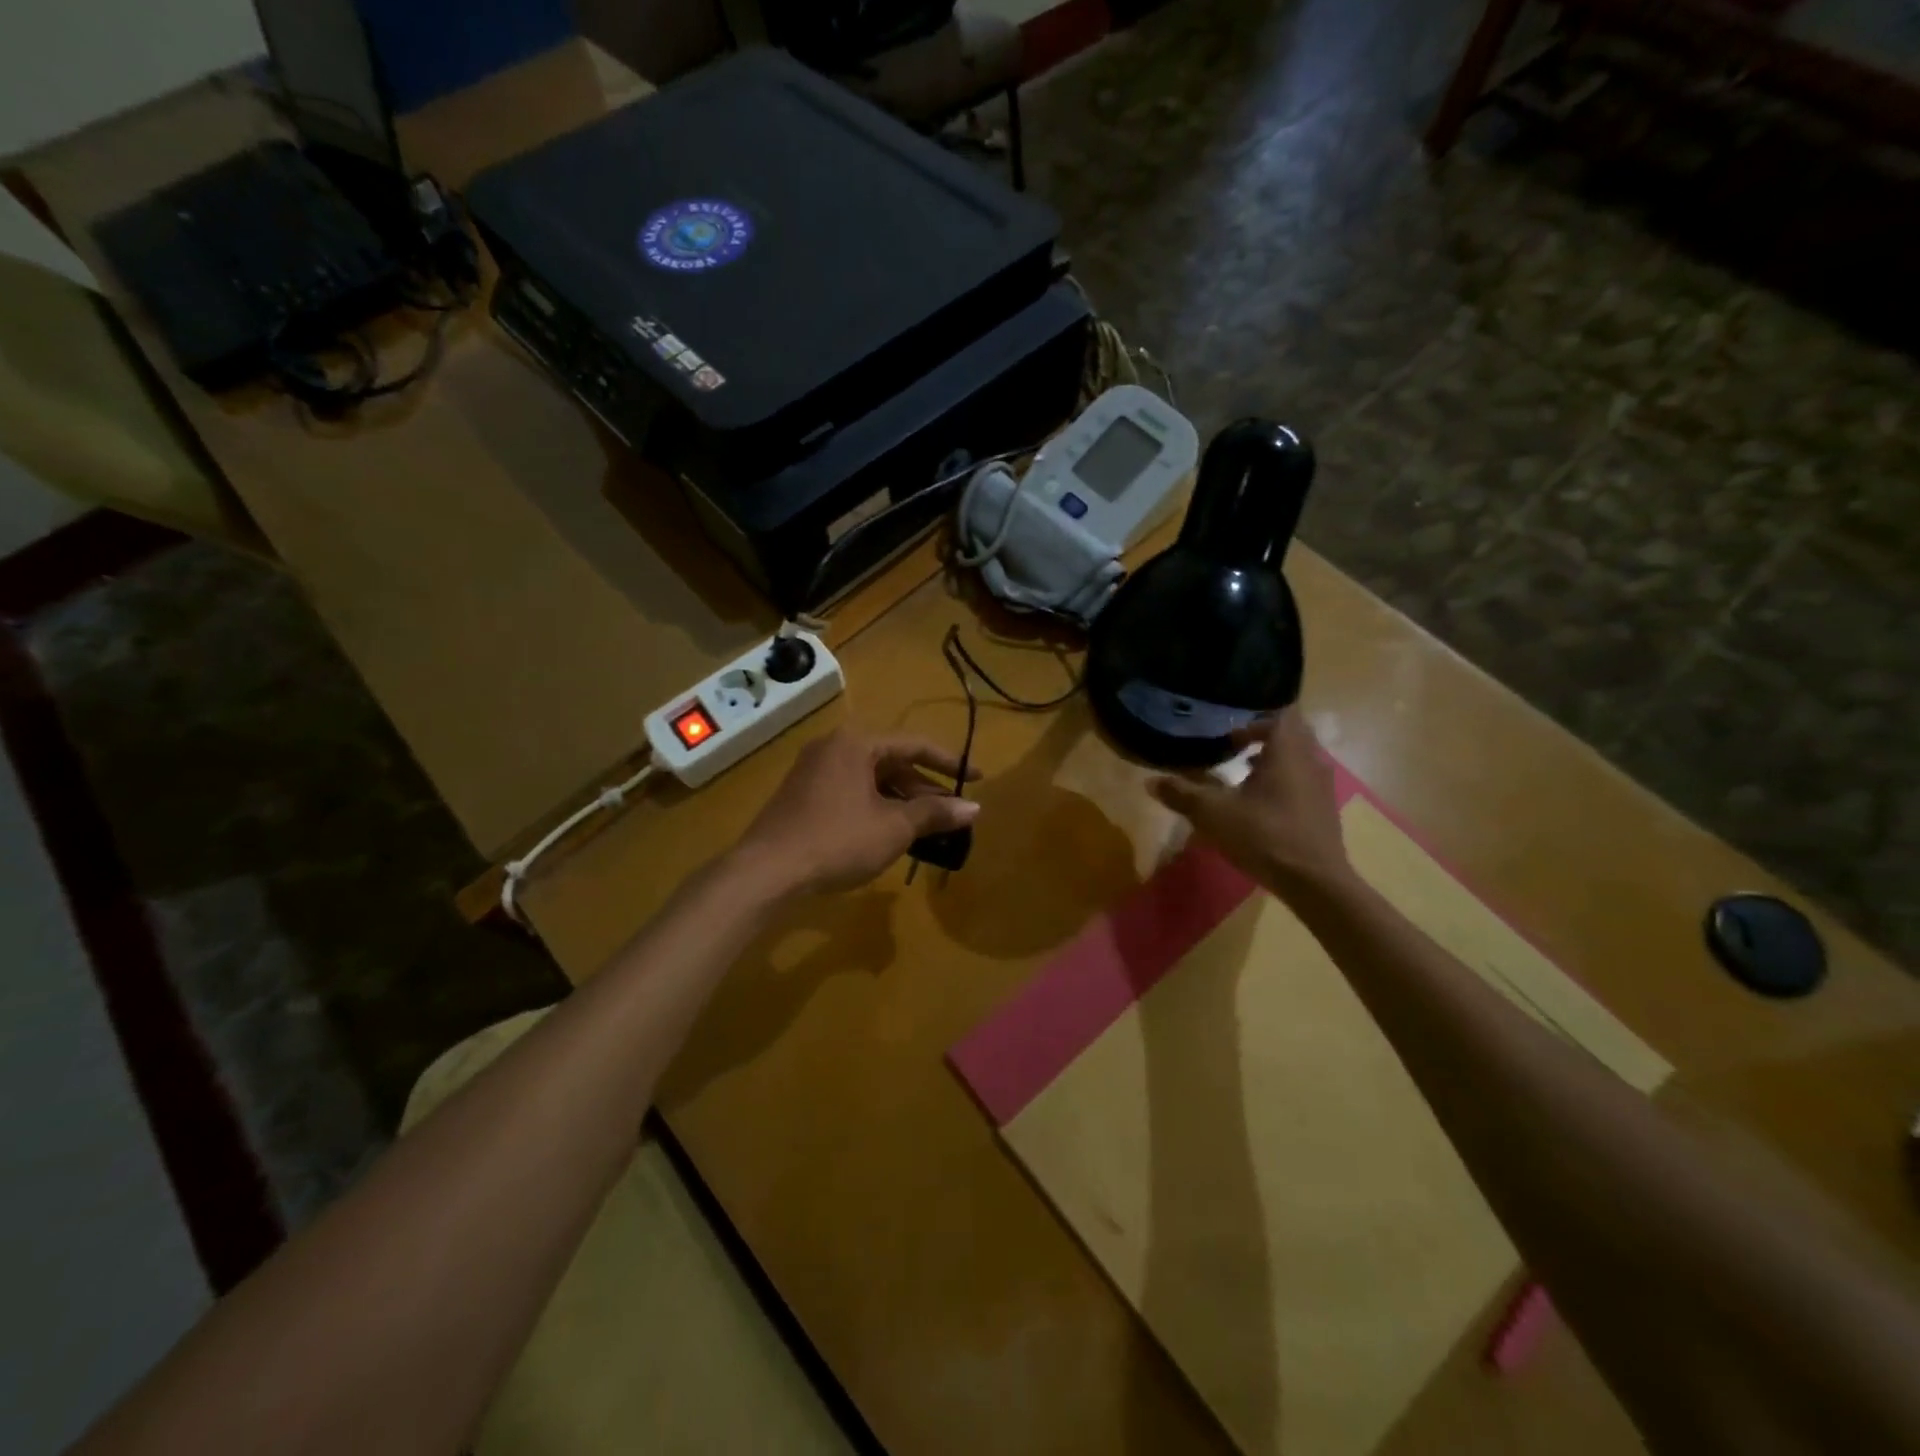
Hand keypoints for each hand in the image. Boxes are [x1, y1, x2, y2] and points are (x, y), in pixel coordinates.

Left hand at [731, 730, 980, 896]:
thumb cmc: (837, 840)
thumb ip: (934, 814)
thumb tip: (974, 807)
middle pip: (892, 762)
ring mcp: (814, 771)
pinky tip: (890, 833)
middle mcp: (834, 747)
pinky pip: (851, 792)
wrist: (766, 871)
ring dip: (901, 801)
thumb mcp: (894, 828)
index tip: (978, 778)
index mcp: (857, 744)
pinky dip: (876, 807)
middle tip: (951, 812)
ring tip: (927, 828)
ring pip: (871, 779)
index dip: (950, 763)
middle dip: (924, 788)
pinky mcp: (802, 795)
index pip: (915, 745)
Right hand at [1148, 709, 1354, 896]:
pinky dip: (1282, 782)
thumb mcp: (1212, 813)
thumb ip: (1182, 794)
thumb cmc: (1263, 836)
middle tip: (1232, 749)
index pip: (1279, 714)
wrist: (1314, 882)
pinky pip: (1303, 781)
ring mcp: (1322, 785)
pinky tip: (1259, 806)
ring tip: (1242, 775)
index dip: (1253, 719)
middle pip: (1290, 734)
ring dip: (1272, 760)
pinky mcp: (1325, 809)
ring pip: (1298, 758)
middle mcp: (1311, 760)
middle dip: (1261, 737)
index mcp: (1288, 750)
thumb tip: (1150, 781)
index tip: (1229, 735)